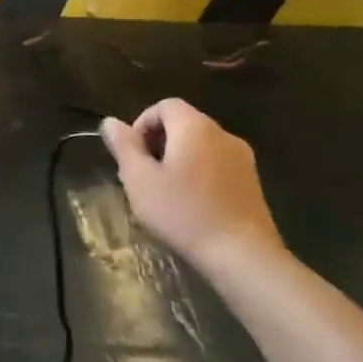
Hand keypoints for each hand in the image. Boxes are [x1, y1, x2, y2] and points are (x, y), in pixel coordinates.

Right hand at [100, 98, 283, 273]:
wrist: (243, 255)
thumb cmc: (183, 212)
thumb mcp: (140, 179)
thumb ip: (123, 146)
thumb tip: (110, 122)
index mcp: (194, 127)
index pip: (165, 106)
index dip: (142, 123)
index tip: (132, 154)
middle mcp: (222, 134)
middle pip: (183, 123)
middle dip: (158, 143)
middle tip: (142, 175)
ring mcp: (242, 158)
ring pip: (200, 146)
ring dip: (177, 159)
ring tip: (164, 192)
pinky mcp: (252, 182)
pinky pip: (216, 164)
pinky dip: (198, 173)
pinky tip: (190, 204)